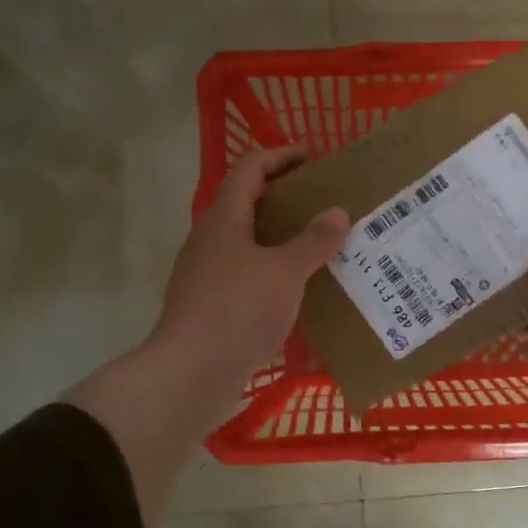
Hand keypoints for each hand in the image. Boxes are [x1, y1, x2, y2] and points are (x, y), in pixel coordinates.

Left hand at [150, 145, 348, 414]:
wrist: (191, 371)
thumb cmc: (238, 310)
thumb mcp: (286, 272)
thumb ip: (313, 241)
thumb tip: (337, 212)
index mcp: (224, 219)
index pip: (250, 168)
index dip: (280, 156)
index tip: (313, 158)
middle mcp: (208, 239)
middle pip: (245, 202)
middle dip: (283, 197)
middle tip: (320, 203)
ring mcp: (204, 272)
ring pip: (244, 240)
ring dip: (277, 236)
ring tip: (314, 246)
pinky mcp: (207, 303)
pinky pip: (243, 272)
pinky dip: (269, 269)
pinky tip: (294, 289)